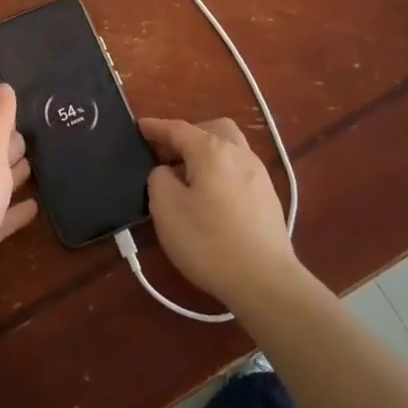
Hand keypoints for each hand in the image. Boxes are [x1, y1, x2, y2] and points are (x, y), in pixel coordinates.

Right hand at [140, 116, 299, 309]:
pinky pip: (239, 171)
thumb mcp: (166, 208)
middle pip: (212, 129)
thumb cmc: (208, 241)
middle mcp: (239, 153)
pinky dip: (221, 173)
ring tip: (188, 178)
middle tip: (169, 155)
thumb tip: (167, 172)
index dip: (155, 127)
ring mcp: (259, 175)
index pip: (178, 129)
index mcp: (211, 149)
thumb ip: (159, 179)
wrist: (265, 281)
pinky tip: (212, 199)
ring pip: (230, 149)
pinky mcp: (269, 198)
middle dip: (189, 135)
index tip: (138, 127)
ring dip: (207, 154)